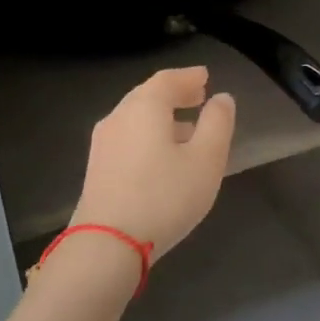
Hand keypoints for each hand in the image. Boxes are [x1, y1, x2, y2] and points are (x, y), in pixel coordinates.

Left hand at [71, 67, 235, 257]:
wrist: (108, 243)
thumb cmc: (165, 196)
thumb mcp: (206, 160)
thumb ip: (218, 124)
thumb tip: (222, 99)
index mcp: (144, 108)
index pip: (167, 80)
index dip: (189, 77)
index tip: (206, 77)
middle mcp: (118, 118)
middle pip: (147, 97)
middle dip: (174, 95)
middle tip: (197, 97)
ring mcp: (103, 145)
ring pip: (136, 120)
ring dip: (162, 118)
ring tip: (187, 130)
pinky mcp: (97, 170)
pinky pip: (128, 140)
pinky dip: (149, 137)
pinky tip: (163, 157)